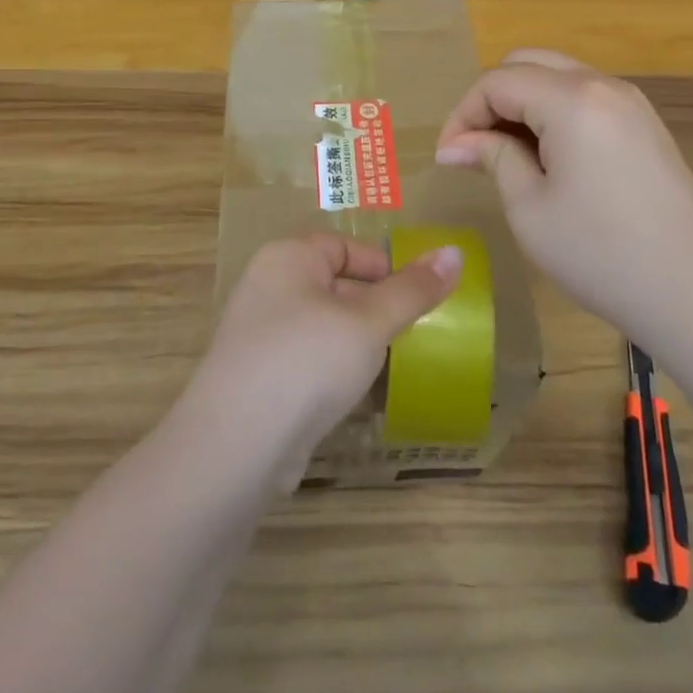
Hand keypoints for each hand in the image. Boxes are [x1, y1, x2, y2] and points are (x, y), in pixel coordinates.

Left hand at [184, 234, 461, 486]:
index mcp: (288, 258)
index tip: (416, 297)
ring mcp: (258, 335)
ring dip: (358, 344)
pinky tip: (358, 397)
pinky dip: (334, 372)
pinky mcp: (258, 378)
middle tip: (413, 335)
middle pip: (333, 284)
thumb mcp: (369, 322)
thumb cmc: (307, 361)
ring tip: (394, 366)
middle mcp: (268, 287)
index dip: (382, 266)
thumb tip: (455, 252)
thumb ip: (412, 290)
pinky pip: (307, 361)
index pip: (343, 246)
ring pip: (322, 326)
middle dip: (374, 309)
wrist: (237, 446)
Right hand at [434, 49, 692, 328]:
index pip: (497, 82)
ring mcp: (631, 102)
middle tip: (474, 148)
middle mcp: (603, 85)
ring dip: (523, 104)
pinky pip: (585, 97)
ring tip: (506, 154)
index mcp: (571, 100)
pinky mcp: (646, 125)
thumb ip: (492, 158)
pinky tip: (549, 158)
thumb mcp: (530, 208)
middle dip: (491, 99)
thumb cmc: (601, 253)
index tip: (449, 157)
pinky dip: (554, 112)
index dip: (463, 114)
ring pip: (558, 76)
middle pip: (528, 63)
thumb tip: (456, 144)